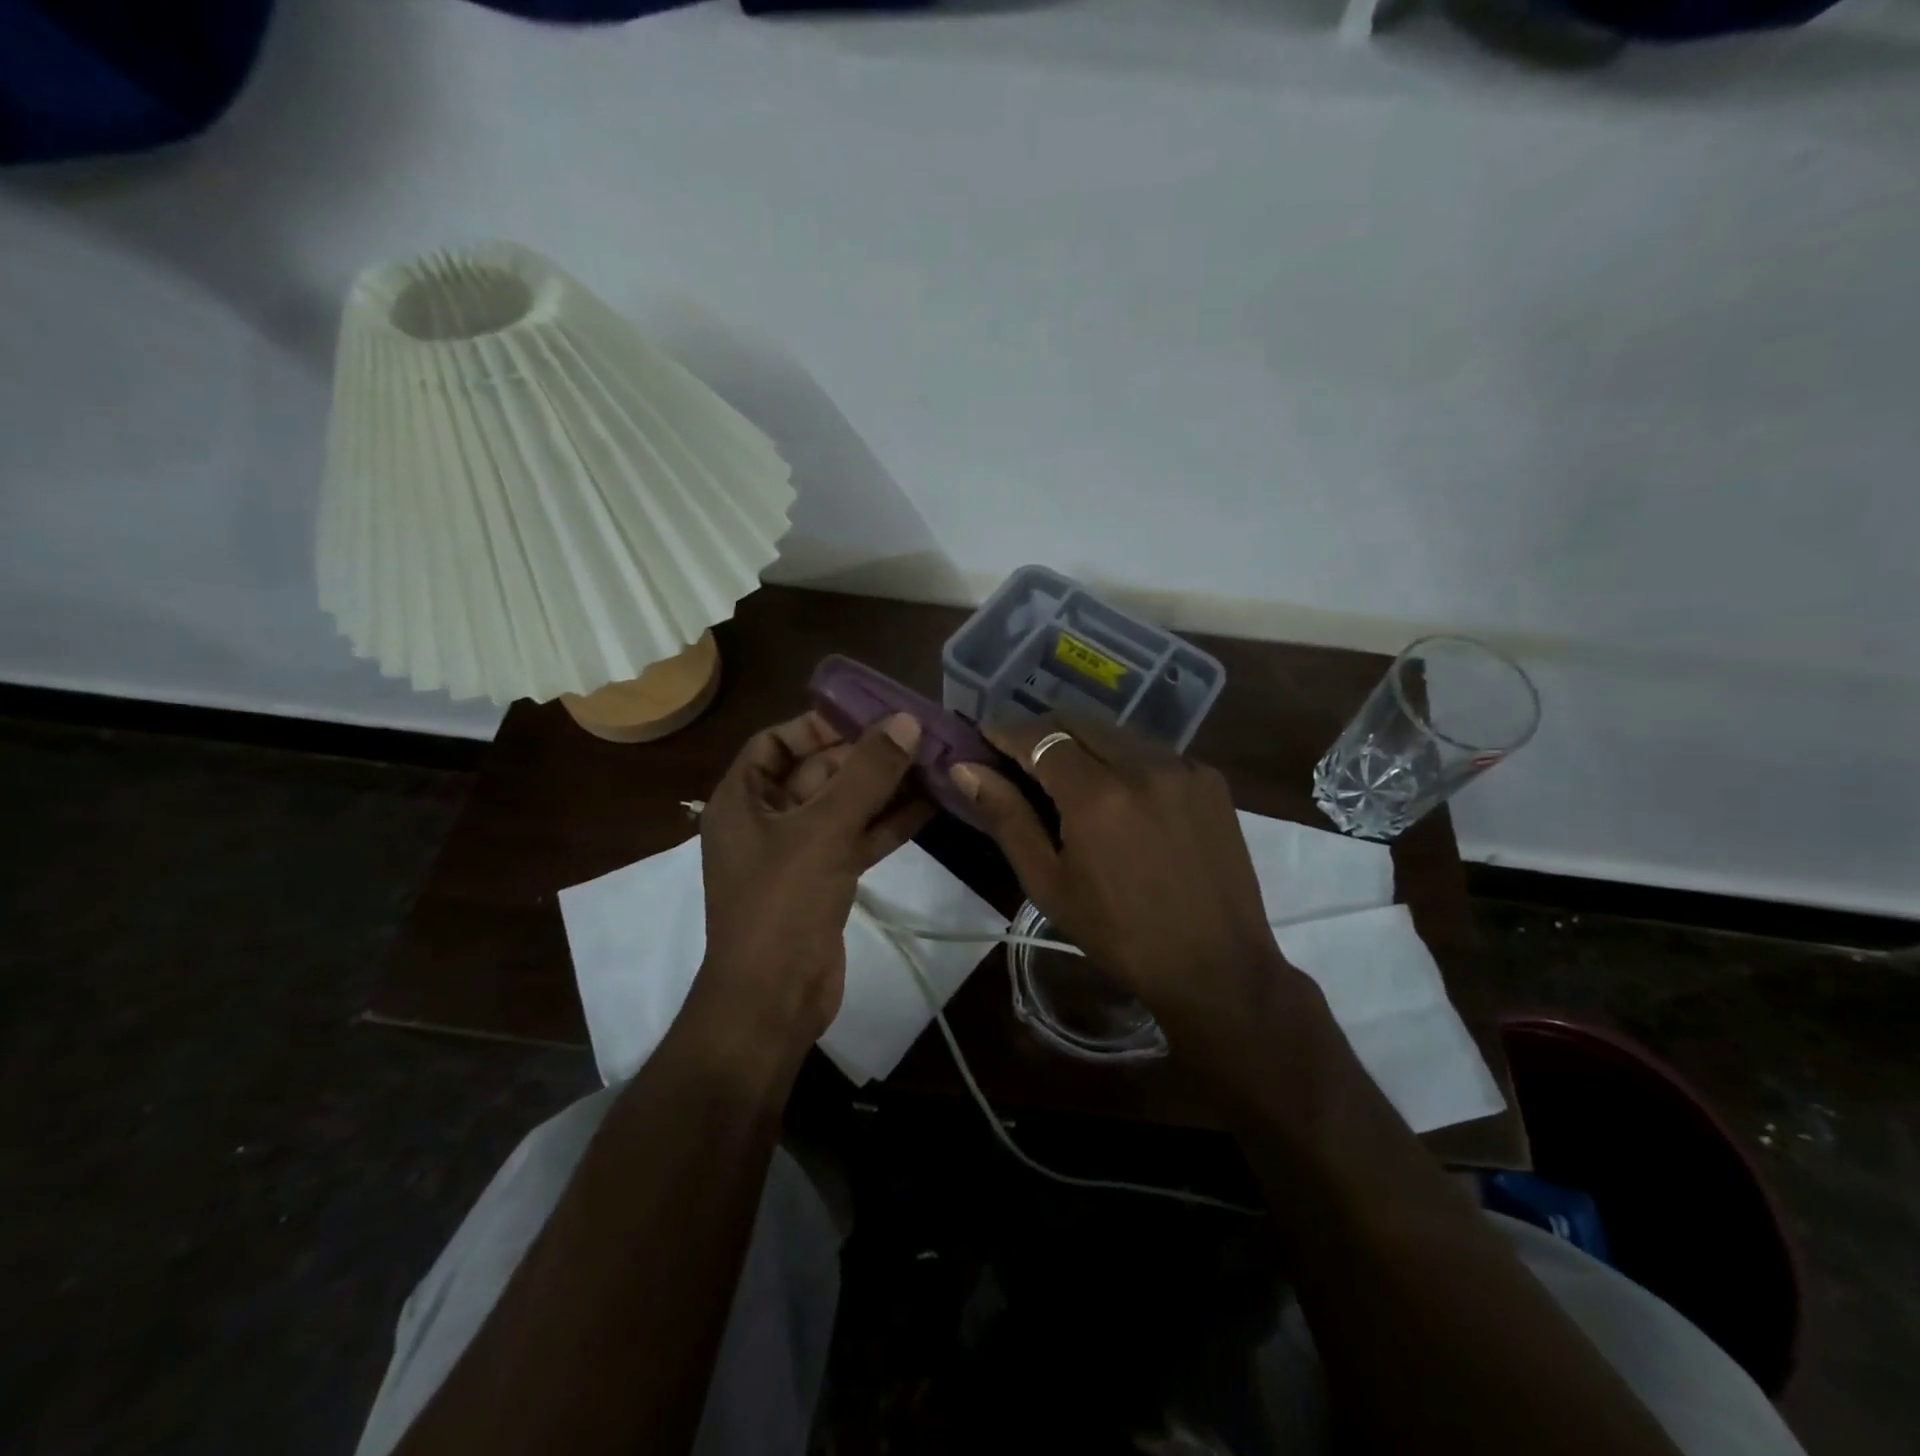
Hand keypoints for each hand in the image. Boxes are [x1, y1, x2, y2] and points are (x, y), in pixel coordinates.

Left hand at [695, 710, 931, 1059]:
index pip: (776, 741)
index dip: (818, 724)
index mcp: (742, 799)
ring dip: (884, 787)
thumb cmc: (783, 903)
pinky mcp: (824, 880)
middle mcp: (766, 820)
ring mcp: (796, 853)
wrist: (774, 999)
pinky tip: (930, 805)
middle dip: (866, 756)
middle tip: (918, 736)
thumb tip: (905, 721)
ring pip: (843, 806)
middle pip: (817, 772)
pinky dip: (888, 823)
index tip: (868, 714)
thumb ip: (866, 773)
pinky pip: (856, 838)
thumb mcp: (824, 829)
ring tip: (934, 763)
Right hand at [950, 716, 1309, 1051]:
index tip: (983, 737)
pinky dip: (1123, 758)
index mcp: (1097, 795)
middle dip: (1042, 732)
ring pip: (1116, 732)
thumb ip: (1006, 817)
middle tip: (1019, 758)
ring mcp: (1183, 766)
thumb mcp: (1049, 883)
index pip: (1039, 737)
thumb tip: (965, 769)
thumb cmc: (1118, 934)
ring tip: (1066, 776)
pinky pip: (1152, 750)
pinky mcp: (1209, 777)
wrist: (1216, 965)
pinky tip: (1119, 793)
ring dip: (1083, 742)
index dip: (1006, 732)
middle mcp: (1143, 765)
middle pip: (1078, 722)